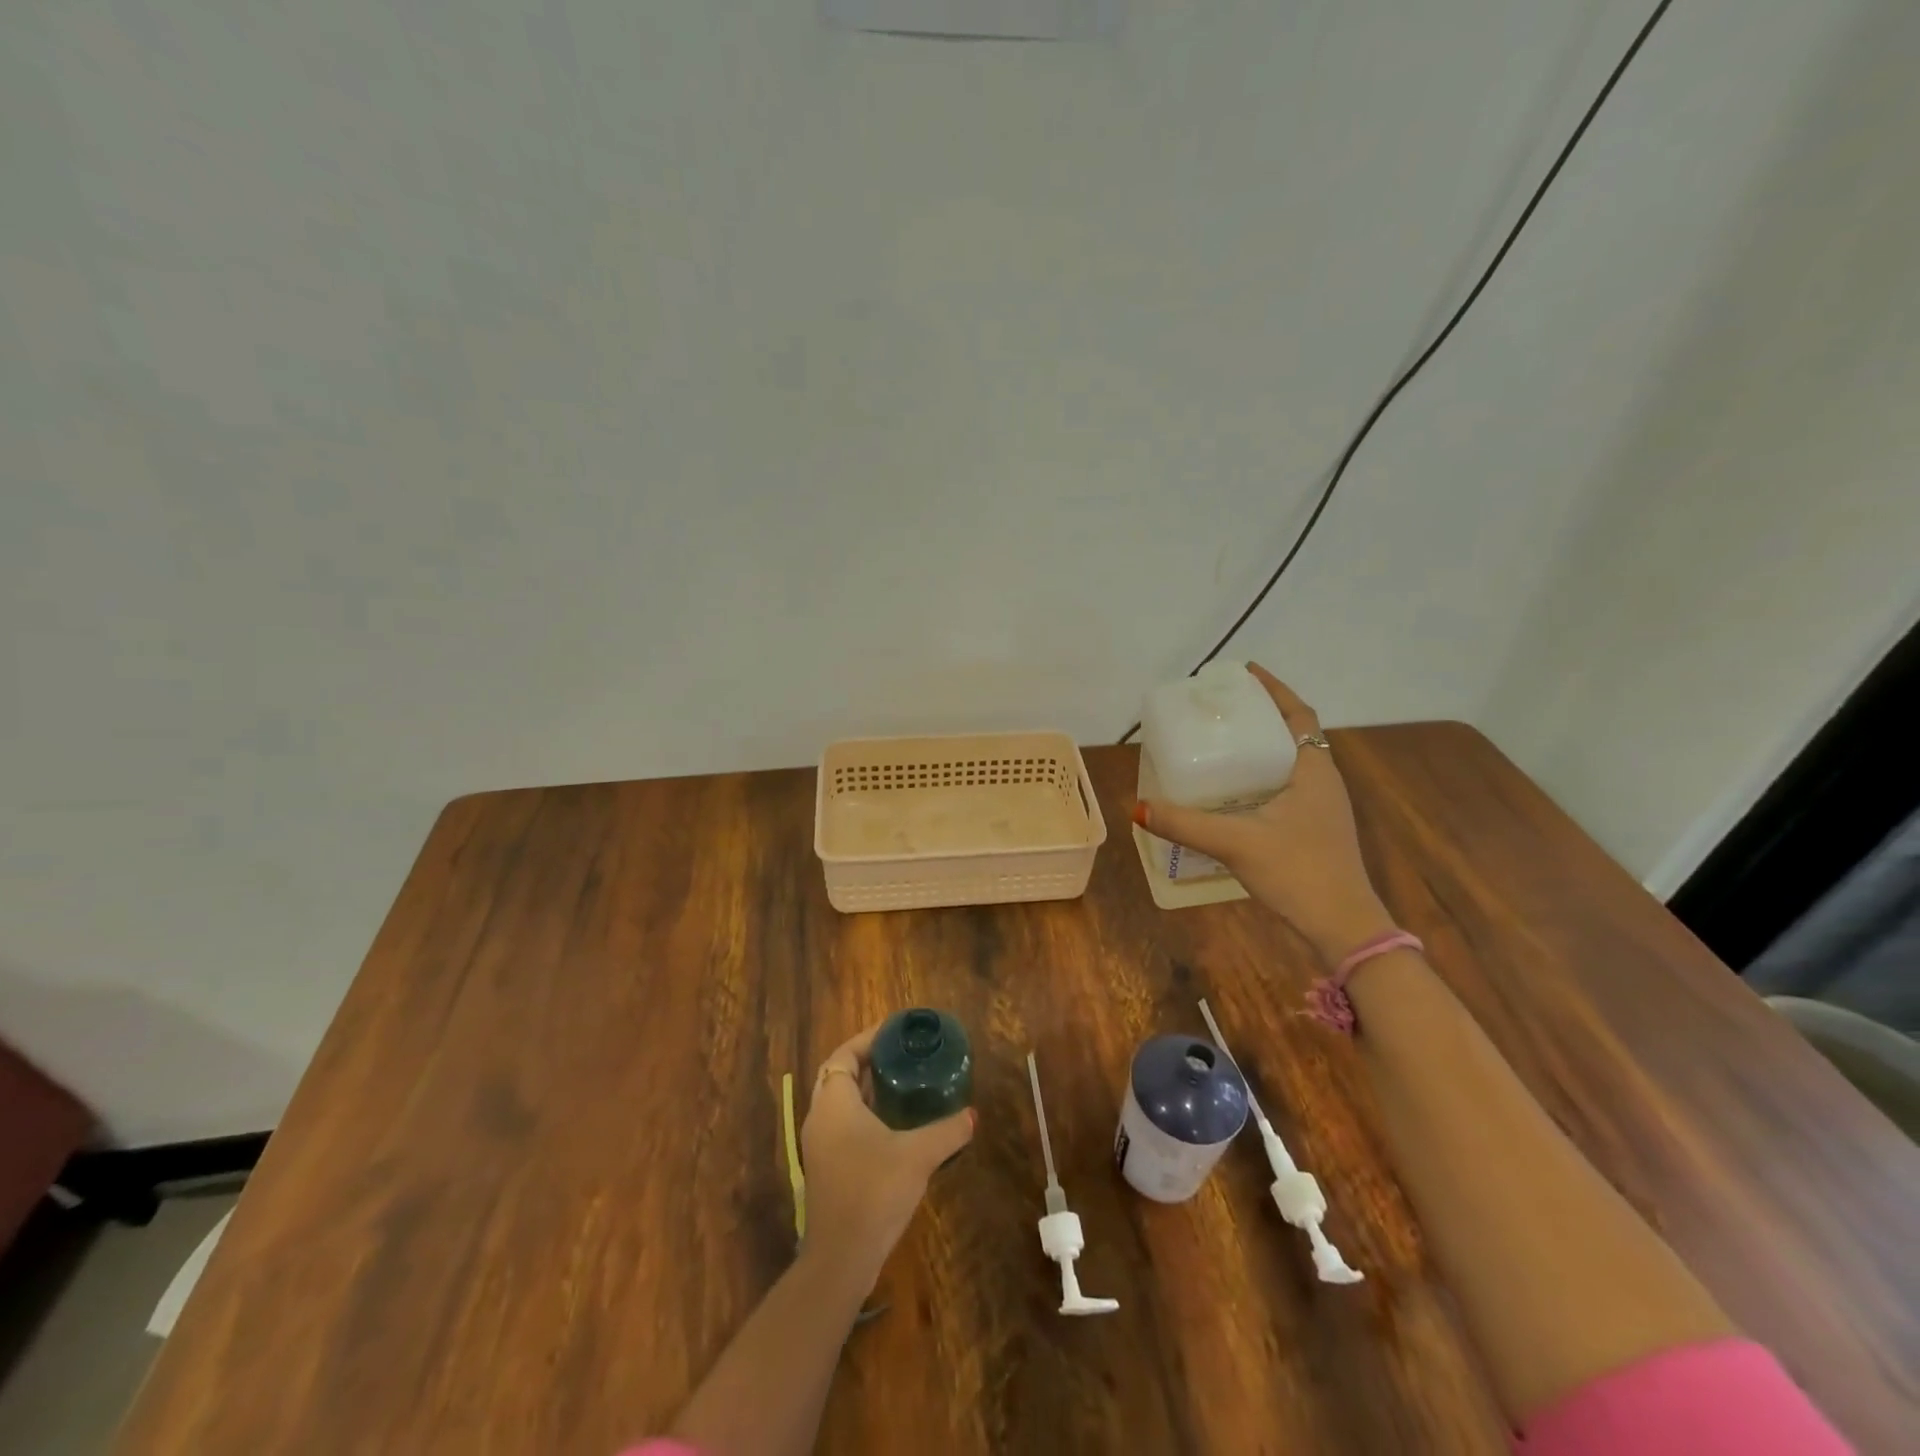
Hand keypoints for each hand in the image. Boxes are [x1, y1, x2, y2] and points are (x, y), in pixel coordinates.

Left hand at [800, 1024, 974, 1285]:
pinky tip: (895, 1126)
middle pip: (839, 1075)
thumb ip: (947, 1131)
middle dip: (868, 1062)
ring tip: (902, 1084)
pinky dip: (864, 1115)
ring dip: (866, 1090)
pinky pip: (843, 1126)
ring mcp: (820, 1146)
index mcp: (834, 1102)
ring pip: (841, 1103)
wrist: (841, 1258)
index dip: (867, 1039)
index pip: (843, 1055)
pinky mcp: (827, 1169)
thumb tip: (972, 1115)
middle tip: (902, 1056)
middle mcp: (820, 1118)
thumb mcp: (918, 1155)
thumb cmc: (874, 1191)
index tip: (895, 1033)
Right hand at [1134, 663, 1395, 963]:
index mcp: (1314, 770)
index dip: (1275, 690)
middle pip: (1295, 734)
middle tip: (1222, 709)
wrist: (1343, 926)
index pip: (1299, 714)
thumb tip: (1138, 807)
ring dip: (1263, 747)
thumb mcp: (1235, 842)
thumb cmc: (1298, 871)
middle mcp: (1323, 781)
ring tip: (1224, 744)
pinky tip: (1236, 794)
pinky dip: (1263, 777)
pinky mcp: (1316, 830)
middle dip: (1262, 716)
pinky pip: (1289, 787)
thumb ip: (1185, 824)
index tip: (1246, 672)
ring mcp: (1323, 808)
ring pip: (1292, 763)